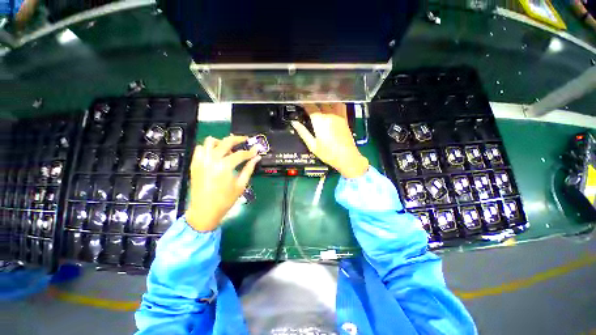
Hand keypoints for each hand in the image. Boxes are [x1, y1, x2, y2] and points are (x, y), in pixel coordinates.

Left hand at [185, 135, 260, 230]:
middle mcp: (212, 160)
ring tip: (228, 149)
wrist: (204, 211)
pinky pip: (200, 149)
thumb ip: (249, 169)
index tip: (256, 150)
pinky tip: (216, 155)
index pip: (240, 154)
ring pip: (210, 141)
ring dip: (221, 142)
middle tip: (245, 140)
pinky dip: (209, 148)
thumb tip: (257, 158)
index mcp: (224, 166)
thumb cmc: (225, 200)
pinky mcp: (195, 164)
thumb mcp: (240, 185)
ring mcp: (201, 161)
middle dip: (238, 139)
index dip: (250, 152)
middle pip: (226, 142)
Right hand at [291, 104, 368, 178]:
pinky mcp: (345, 118)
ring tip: (317, 100)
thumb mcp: (312, 145)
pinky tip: (331, 104)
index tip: (299, 102)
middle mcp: (329, 114)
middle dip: (312, 100)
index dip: (303, 103)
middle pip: (320, 101)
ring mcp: (338, 115)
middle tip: (306, 101)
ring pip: (330, 101)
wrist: (346, 157)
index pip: (310, 106)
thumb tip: (294, 123)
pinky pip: (340, 105)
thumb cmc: (328, 153)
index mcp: (319, 121)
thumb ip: (303, 132)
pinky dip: (335, 102)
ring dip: (323, 99)